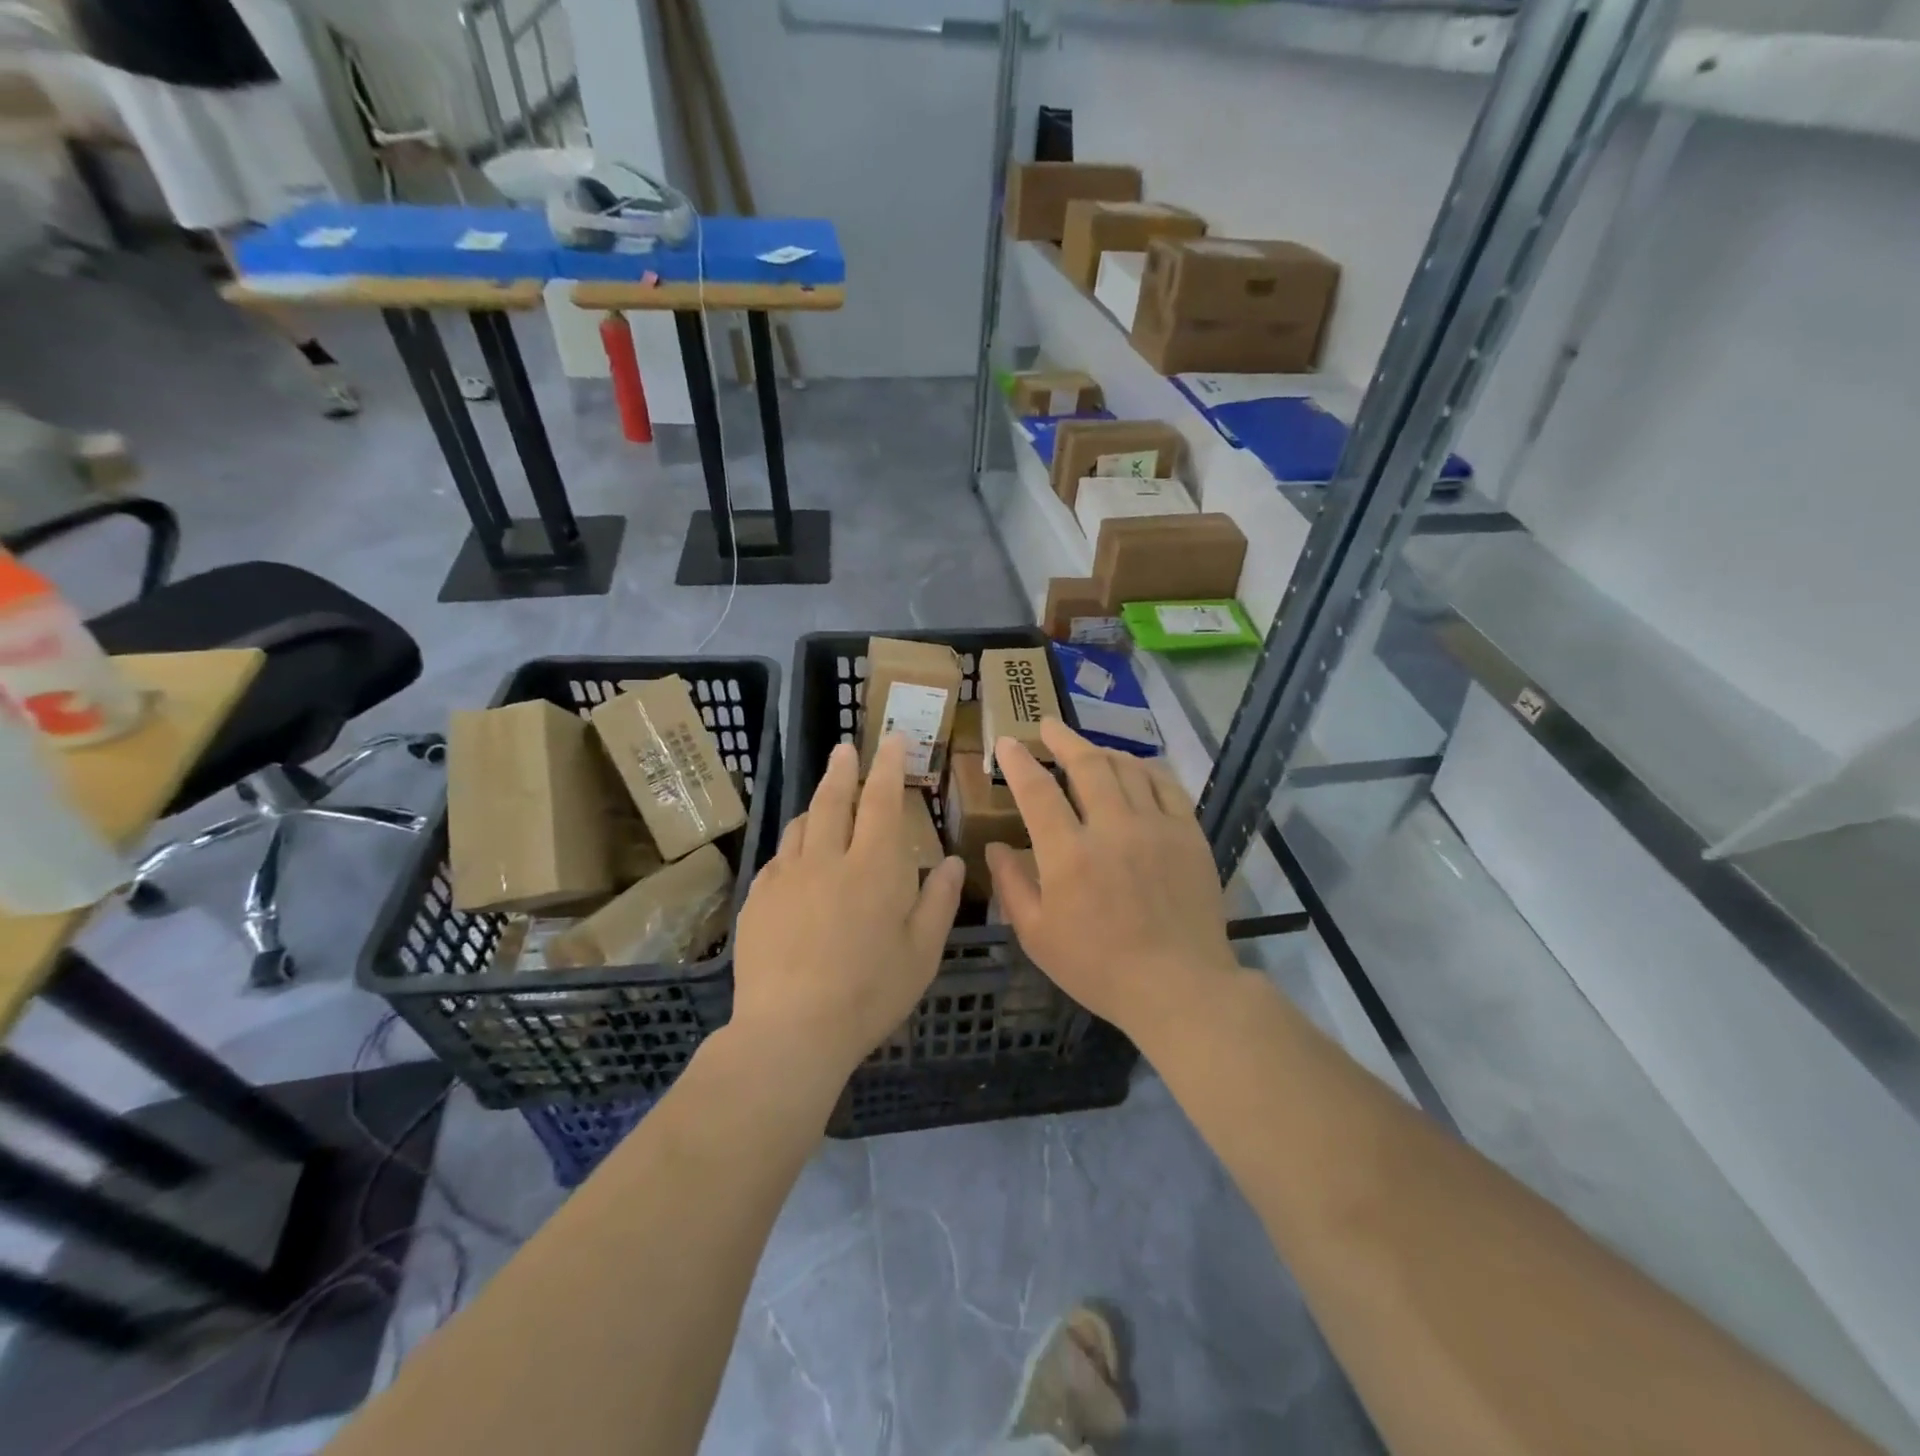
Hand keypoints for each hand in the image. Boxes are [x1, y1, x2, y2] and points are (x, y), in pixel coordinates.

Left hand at [730, 736, 964, 1085]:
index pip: (882, 800)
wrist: (791, 1031)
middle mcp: (827, 859)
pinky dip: (792, 848)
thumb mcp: (922, 953)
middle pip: (832, 800)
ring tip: (822, 801)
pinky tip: (795, 861)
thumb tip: (954, 861)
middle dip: (842, 770)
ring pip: (800, 826)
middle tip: (845, 749)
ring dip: (814, 806)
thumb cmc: (869, 993)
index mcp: (874, 867)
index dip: (888, 766)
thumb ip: (939, 902)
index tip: (891, 738)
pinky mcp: (757, 900)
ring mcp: (785, 878)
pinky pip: (777, 860)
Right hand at [987, 720, 1236, 1039]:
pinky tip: (1136, 766)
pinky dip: (1146, 768)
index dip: (1018, 761)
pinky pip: (1167, 784)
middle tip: (1047, 725)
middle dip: (1063, 739)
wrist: (1179, 986)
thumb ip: (1012, 886)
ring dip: (1102, 750)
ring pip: (1127, 768)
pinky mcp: (1188, 834)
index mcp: (1069, 855)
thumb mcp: (1037, 937)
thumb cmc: (1099, 968)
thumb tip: (996, 847)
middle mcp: (1112, 828)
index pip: (1038, 790)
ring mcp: (1156, 827)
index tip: (1007, 742)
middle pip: (1087, 764)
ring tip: (1087, 748)